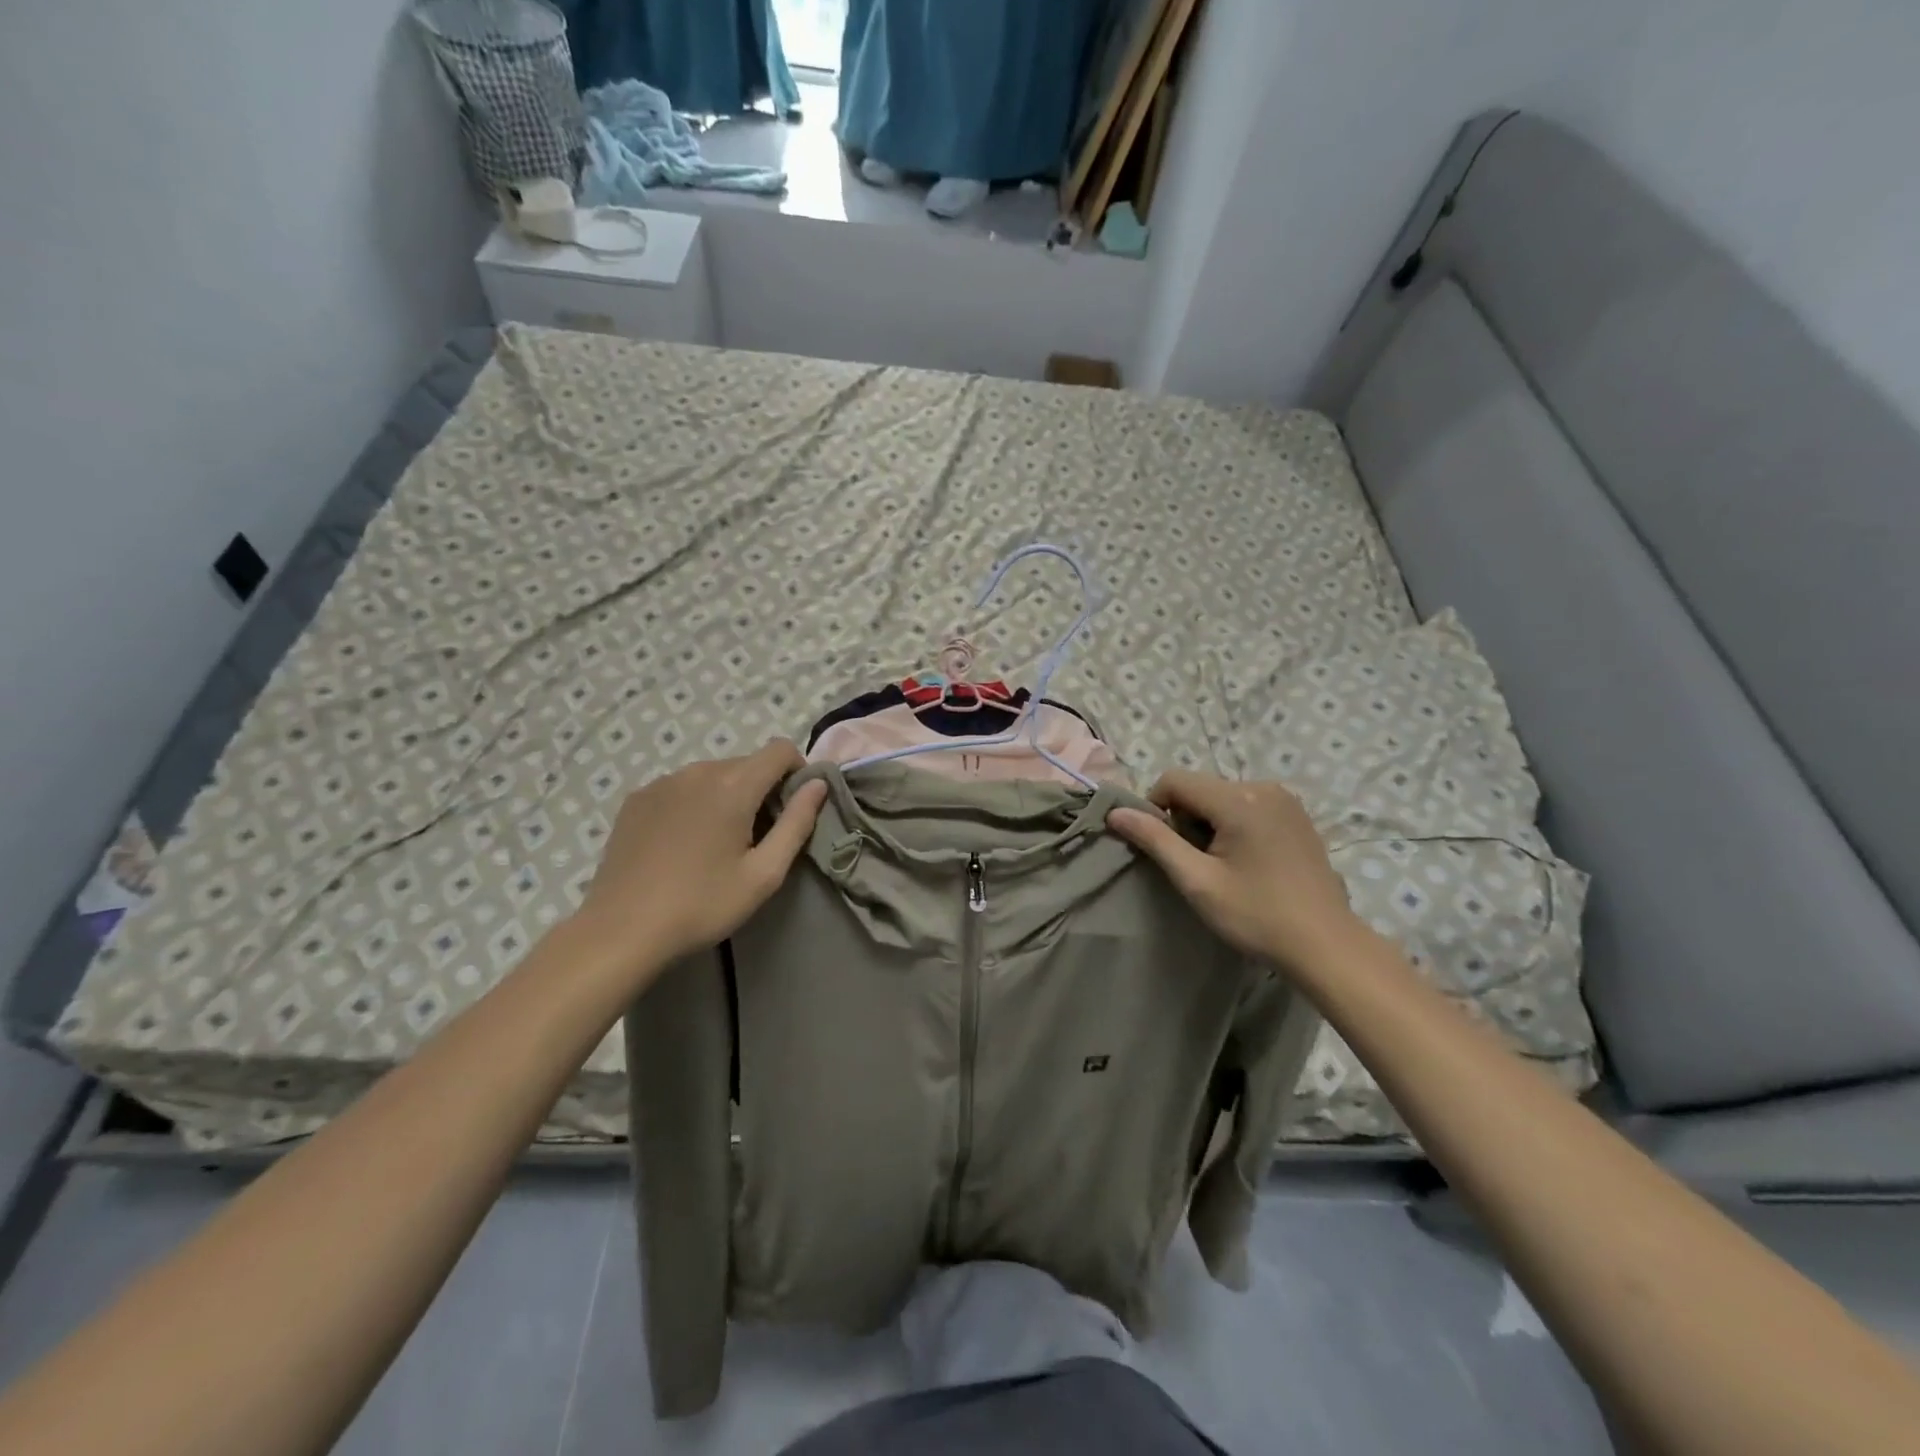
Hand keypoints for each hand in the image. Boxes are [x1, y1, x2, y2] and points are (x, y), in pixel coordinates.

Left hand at [573, 741, 828, 981]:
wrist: (621, 931)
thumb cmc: (702, 905)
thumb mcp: (764, 874)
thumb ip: (797, 823)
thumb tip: (818, 785)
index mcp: (733, 786)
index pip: (779, 750)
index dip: (797, 771)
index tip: (793, 808)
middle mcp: (697, 771)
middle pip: (746, 763)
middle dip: (762, 789)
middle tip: (758, 837)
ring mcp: (662, 782)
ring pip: (712, 774)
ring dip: (727, 795)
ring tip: (718, 842)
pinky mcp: (637, 799)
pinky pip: (681, 787)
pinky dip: (695, 802)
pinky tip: (684, 843)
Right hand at [1107, 771, 1359, 970]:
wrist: (1326, 945)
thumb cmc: (1256, 915)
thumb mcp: (1197, 881)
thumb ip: (1155, 840)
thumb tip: (1115, 812)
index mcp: (1238, 799)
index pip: (1174, 780)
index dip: (1156, 808)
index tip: (1165, 848)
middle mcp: (1263, 787)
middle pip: (1200, 787)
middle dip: (1186, 819)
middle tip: (1196, 865)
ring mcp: (1286, 799)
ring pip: (1223, 796)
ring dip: (1209, 823)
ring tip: (1223, 866)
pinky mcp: (1298, 815)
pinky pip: (1248, 805)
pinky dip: (1234, 824)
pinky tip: (1248, 862)